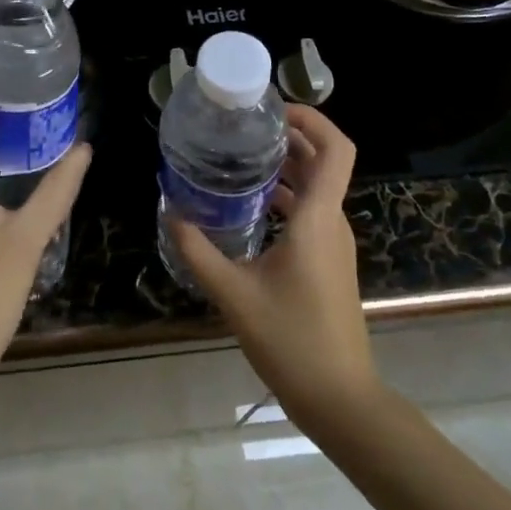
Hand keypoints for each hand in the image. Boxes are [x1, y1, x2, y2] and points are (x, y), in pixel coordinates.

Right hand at [172, 105, 378, 421]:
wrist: (339, 398)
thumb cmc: (290, 341)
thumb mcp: (233, 293)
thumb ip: (198, 251)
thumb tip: (171, 213)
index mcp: (318, 219)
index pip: (336, 148)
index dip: (312, 118)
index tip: (272, 111)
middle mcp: (333, 222)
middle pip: (323, 160)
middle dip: (289, 137)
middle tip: (243, 129)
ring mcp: (334, 243)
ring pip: (317, 187)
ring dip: (286, 167)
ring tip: (239, 160)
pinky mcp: (329, 261)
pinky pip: (312, 211)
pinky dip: (286, 197)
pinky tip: (249, 206)